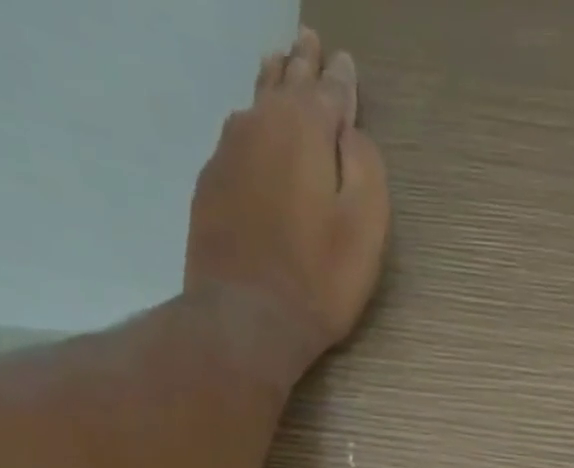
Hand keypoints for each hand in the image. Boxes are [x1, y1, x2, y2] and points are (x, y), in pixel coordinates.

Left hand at [184, 27, 389, 379]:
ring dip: (270, 86)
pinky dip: (249, 131)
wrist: (246, 321)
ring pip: (254, 105)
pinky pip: (234, 142)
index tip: (345, 63)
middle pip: (285, 83)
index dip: (342, 79)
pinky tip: (250, 135)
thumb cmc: (318, 279)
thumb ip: (364, 166)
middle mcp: (261, 124)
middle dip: (301, 63)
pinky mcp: (208, 189)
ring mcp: (227, 154)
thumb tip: (349, 131)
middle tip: (307, 41)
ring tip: (276, 69)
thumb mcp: (365, 226)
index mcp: (306, 127)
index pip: (331, 89)